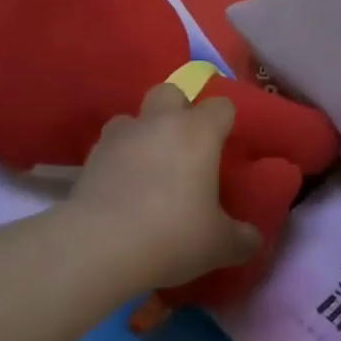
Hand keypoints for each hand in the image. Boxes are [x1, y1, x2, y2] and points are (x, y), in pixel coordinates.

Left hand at [68, 83, 261, 288]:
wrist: (99, 248)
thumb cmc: (173, 235)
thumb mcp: (219, 245)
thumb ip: (241, 238)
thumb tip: (251, 239)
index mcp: (198, 132)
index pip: (221, 106)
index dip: (225, 121)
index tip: (226, 145)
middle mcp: (159, 123)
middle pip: (170, 92)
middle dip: (179, 110)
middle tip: (186, 147)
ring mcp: (119, 137)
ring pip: (132, 117)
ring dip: (142, 134)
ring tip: (148, 168)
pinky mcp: (89, 159)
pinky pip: (109, 148)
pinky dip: (117, 161)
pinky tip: (121, 191)